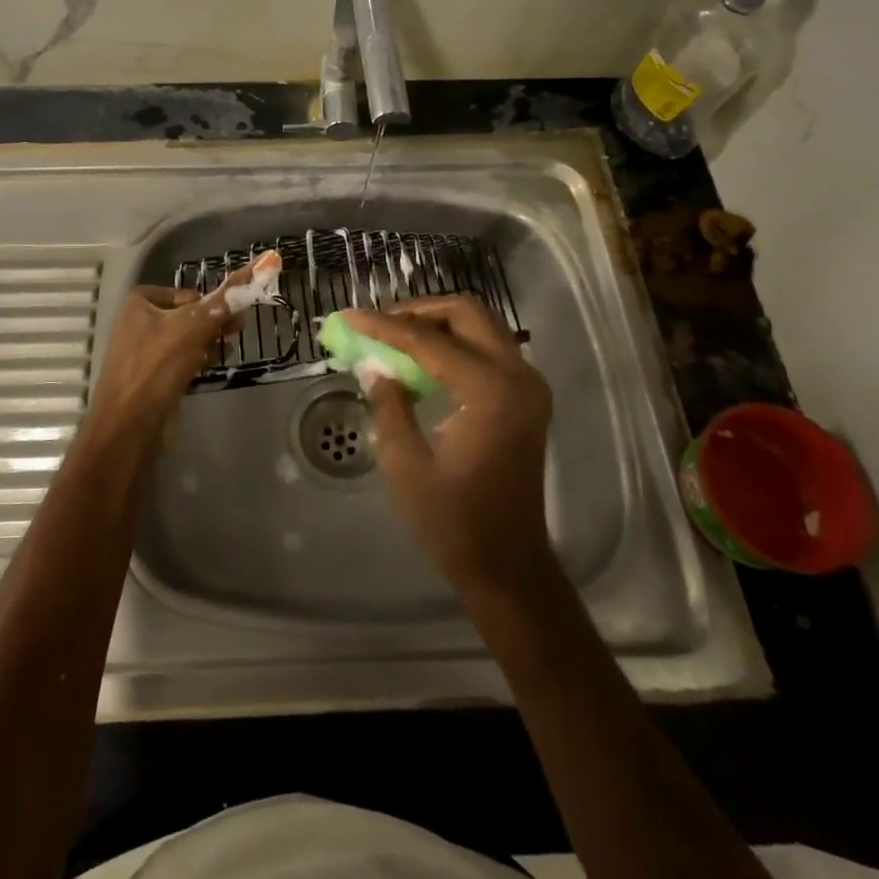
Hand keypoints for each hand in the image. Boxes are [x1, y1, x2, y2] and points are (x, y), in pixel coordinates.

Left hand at [87, 254, 276, 432]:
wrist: (129, 426)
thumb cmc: (158, 366)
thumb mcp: (195, 326)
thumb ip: (228, 299)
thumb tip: (268, 260)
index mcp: (140, 301)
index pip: (190, 294)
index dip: (211, 306)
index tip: (230, 321)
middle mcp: (138, 321)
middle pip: (189, 315)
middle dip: (212, 326)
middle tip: (233, 336)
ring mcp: (142, 351)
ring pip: (186, 339)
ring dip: (207, 344)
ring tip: (221, 354)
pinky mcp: (150, 377)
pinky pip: (180, 360)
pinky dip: (196, 362)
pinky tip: (207, 369)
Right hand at [343, 296, 556, 598]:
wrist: (509, 567)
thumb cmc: (453, 522)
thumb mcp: (405, 464)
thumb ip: (389, 404)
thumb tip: (374, 366)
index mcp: (489, 391)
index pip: (429, 341)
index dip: (384, 327)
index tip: (349, 316)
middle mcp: (518, 377)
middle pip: (467, 313)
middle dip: (418, 311)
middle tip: (379, 325)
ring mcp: (528, 386)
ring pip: (480, 326)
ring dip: (437, 324)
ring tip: (394, 338)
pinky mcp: (526, 398)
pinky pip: (488, 348)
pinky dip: (454, 344)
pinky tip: (422, 362)